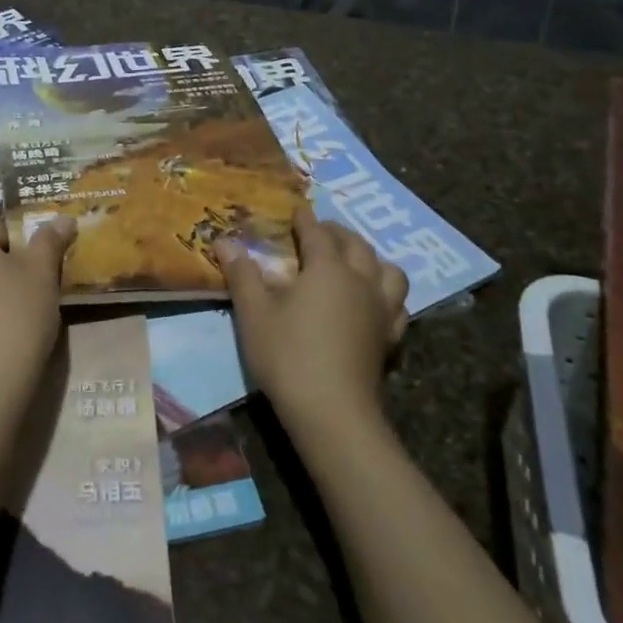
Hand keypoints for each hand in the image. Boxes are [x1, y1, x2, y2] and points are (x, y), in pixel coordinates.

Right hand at [216, 205, 407, 433]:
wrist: (332, 412)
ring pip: (389, 271)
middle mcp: (361, 281)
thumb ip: (242, 273)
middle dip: (338, 233)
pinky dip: (387, 295)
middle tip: (320, 232)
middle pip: (356, 245)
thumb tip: (224, 240)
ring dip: (372, 259)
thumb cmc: (288, 355)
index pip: (317, 233)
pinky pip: (398, 305)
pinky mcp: (390, 338)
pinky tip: (374, 303)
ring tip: (355, 262)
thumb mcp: (254, 313)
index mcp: (328, 269)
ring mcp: (382, 310)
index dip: (305, 219)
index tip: (297, 210)